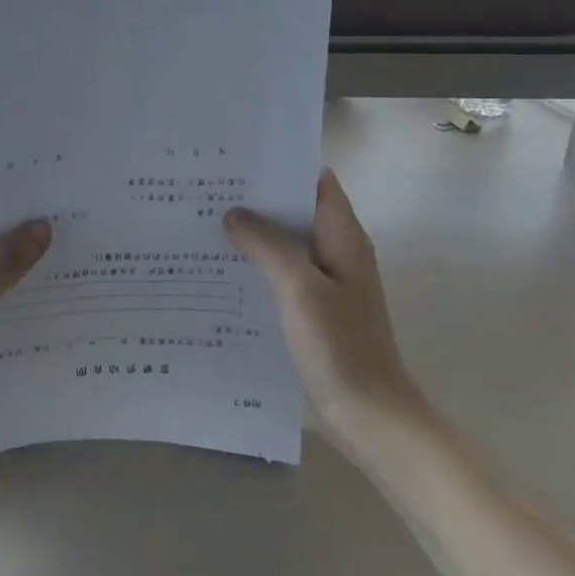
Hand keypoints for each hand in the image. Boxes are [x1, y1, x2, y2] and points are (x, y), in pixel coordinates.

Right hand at [225, 170, 425, 451]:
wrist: (370, 415)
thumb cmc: (340, 345)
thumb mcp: (299, 288)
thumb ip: (266, 246)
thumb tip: (233, 213)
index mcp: (342, 237)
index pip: (315, 182)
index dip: (282, 166)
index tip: (238, 160)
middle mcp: (336, 252)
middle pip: (295, 211)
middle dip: (257, 200)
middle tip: (208, 189)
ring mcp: (325, 283)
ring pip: (285, 245)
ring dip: (253, 235)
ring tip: (204, 223)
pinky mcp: (313, 310)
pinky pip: (280, 275)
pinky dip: (255, 267)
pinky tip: (220, 270)